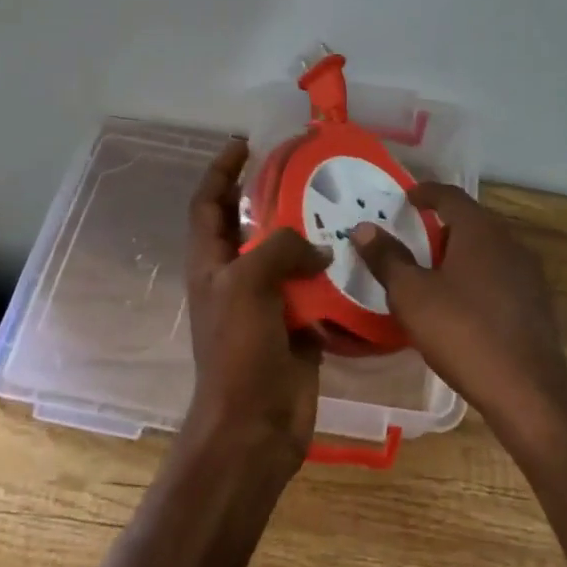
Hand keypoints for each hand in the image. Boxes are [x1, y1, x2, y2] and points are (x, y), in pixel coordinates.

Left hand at [185, 138, 332, 465]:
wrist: (255, 424)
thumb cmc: (239, 351)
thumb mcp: (248, 285)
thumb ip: (280, 248)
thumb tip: (317, 249)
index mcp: (211, 263)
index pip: (208, 203)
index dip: (221, 170)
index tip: (245, 142)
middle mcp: (236, 277)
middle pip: (251, 225)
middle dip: (273, 195)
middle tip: (309, 170)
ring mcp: (267, 303)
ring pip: (288, 256)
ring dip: (310, 234)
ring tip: (343, 207)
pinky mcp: (297, 325)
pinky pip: (316, 289)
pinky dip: (333, 274)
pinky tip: (359, 257)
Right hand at [350, 184, 566, 443]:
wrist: (526, 388)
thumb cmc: (462, 332)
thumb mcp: (411, 295)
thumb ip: (387, 258)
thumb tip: (363, 228)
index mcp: (480, 231)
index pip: (450, 195)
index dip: (425, 192)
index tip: (406, 198)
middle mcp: (509, 242)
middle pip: (472, 220)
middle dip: (442, 223)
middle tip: (414, 235)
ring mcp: (528, 273)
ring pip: (488, 248)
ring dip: (461, 251)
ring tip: (433, 269)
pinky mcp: (536, 301)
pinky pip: (500, 274)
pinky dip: (477, 275)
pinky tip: (463, 301)